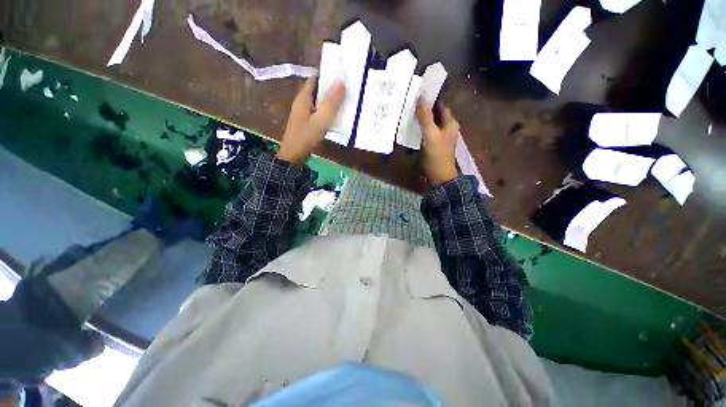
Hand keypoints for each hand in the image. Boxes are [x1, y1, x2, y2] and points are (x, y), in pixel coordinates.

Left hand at [277, 78, 345, 164]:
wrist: (294, 155)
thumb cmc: (306, 136)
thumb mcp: (321, 120)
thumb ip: (331, 103)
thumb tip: (341, 81)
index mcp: (304, 97)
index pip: (315, 78)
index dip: (328, 74)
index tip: (343, 72)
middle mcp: (303, 102)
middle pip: (318, 89)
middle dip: (332, 87)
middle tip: (350, 86)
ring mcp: (305, 112)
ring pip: (320, 101)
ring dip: (331, 100)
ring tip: (348, 99)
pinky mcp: (308, 122)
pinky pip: (320, 112)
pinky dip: (329, 111)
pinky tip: (339, 115)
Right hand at [416, 99, 459, 185]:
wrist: (439, 175)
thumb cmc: (436, 154)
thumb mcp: (430, 134)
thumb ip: (425, 117)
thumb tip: (420, 97)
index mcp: (450, 123)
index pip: (441, 106)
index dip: (431, 99)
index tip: (418, 94)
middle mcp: (447, 128)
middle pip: (435, 114)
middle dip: (424, 109)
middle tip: (410, 103)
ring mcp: (440, 137)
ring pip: (431, 123)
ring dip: (422, 119)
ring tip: (408, 113)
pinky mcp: (434, 144)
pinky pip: (427, 132)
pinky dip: (421, 128)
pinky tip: (411, 127)